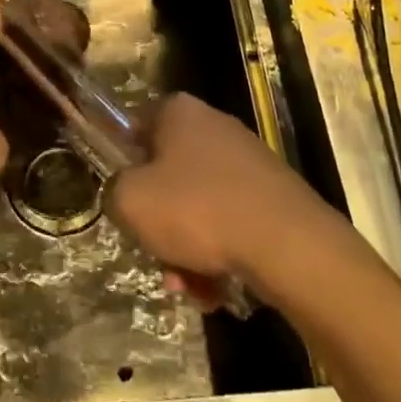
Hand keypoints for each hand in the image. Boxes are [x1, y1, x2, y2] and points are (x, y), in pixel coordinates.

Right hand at [107, 93, 322, 292]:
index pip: (136, 127)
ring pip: (198, 206)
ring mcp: (247, 161)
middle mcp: (214, 126)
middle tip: (157, 257)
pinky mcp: (271, 195)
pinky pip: (229, 223)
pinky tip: (216, 290)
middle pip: (168, 176)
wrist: (287, 243)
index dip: (123, 164)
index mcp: (179, 111)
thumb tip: (125, 195)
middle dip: (159, 224)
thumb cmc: (198, 209)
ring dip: (186, 250)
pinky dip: (218, 255)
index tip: (124, 200)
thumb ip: (114, 191)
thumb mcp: (130, 200)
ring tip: (190, 288)